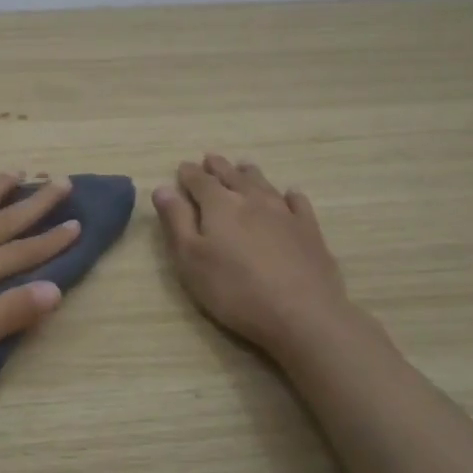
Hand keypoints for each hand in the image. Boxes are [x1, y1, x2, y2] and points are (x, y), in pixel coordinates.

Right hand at [153, 154, 354, 358]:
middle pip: (232, 176)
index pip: (199, 181)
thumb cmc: (235, 289)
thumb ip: (176, 221)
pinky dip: (289, 195)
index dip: (189, 173)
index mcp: (219, 205)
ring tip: (243, 166)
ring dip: (250, 174)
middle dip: (218, 167)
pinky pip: (298, 203)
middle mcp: (252, 199)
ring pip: (264, 184)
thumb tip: (162, 188)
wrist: (302, 313)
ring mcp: (284, 213)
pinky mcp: (309, 231)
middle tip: (210, 159)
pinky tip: (290, 195)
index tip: (182, 167)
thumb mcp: (191, 259)